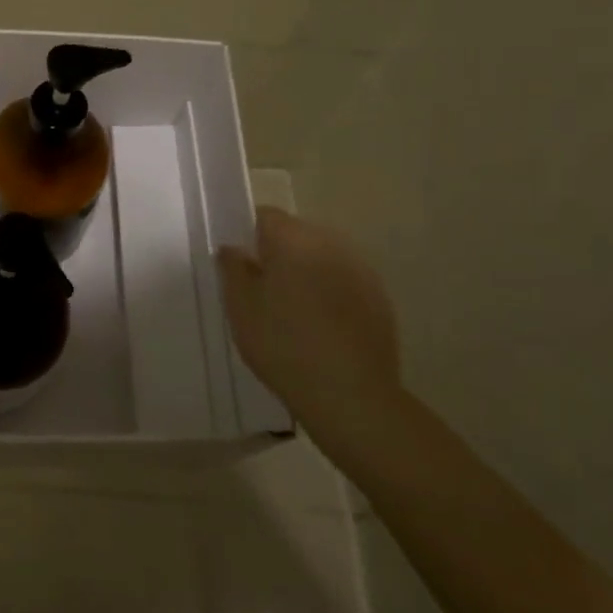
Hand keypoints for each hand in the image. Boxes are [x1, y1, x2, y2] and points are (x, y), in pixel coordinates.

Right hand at [217, 208, 402, 440]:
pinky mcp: (379, 299)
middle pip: (297, 234)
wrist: (352, 396)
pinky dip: (330, 293)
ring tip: (292, 310)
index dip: (248, 235)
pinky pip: (344, 282)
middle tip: (261, 290)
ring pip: (322, 258)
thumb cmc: (283, 345)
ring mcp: (360, 271)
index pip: (266, 216)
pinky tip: (320, 327)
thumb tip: (234, 248)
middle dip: (278, 253)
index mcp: (293, 240)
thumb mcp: (240, 308)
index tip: (240, 264)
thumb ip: (233, 269)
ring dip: (306, 272)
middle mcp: (330, 244)